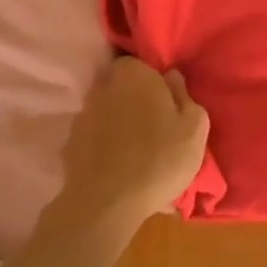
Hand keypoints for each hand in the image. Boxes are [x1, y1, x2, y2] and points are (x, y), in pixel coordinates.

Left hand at [60, 56, 210, 226]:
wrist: (107, 202)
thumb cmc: (159, 158)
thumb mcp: (194, 128)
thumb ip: (185, 96)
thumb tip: (171, 77)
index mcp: (134, 75)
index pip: (142, 64)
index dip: (155, 81)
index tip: (167, 103)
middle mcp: (103, 87)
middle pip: (122, 86)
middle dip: (136, 100)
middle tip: (156, 126)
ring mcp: (83, 115)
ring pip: (108, 111)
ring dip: (120, 123)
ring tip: (138, 151)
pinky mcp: (71, 143)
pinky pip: (96, 136)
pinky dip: (106, 145)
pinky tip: (120, 166)